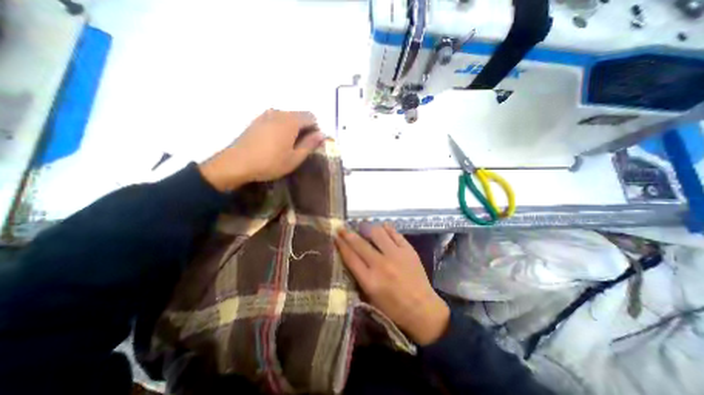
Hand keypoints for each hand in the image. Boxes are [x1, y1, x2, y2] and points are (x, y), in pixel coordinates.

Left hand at [199, 110, 324, 190]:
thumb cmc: (270, 162)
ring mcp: (266, 115)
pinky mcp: (257, 120)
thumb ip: (310, 144)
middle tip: (302, 146)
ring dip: (293, 128)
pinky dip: (282, 128)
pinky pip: (276, 119)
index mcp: (291, 121)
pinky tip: (276, 142)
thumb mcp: (295, 158)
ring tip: (289, 146)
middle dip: (305, 128)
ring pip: (287, 117)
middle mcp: (279, 112)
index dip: (316, 129)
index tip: (313, 143)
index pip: (311, 117)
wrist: (237, 163)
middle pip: (299, 115)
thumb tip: (321, 134)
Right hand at [333, 224, 447, 343]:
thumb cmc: (393, 309)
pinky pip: (395, 233)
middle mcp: (381, 264)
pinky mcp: (408, 250)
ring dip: (366, 227)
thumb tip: (350, 258)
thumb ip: (359, 278)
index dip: (341, 245)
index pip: (350, 257)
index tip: (335, 236)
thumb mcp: (370, 298)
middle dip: (347, 234)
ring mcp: (396, 255)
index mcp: (370, 280)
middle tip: (341, 228)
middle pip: (360, 243)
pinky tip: (381, 227)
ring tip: (362, 226)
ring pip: (377, 233)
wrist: (423, 310)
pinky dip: (386, 228)